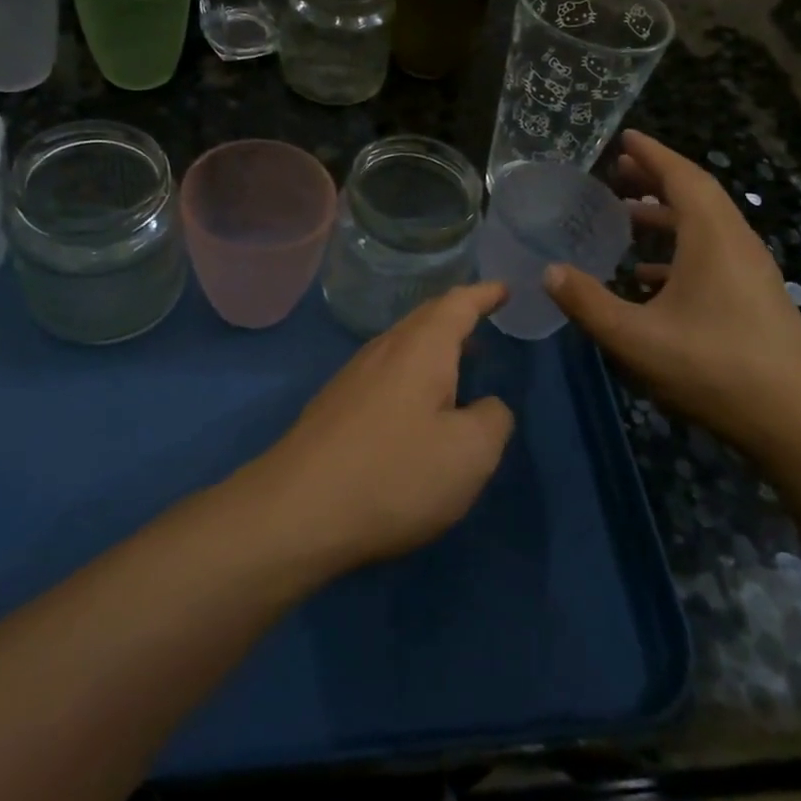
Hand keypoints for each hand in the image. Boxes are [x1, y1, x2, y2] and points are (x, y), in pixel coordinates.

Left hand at [257, 284, 513, 572]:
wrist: (296, 512)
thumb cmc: (394, 474)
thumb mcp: (469, 454)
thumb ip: (493, 420)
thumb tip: (488, 406)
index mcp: (421, 348)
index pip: (458, 304)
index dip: (484, 294)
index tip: (504, 288)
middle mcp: (384, 350)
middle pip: (425, 319)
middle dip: (456, 316)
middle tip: (484, 319)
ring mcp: (353, 377)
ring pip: (402, 346)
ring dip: (433, 347)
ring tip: (459, 361)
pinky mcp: (335, 407)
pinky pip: (385, 372)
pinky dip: (412, 373)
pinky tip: (417, 405)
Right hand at [545, 131, 800, 457]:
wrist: (798, 422)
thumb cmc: (714, 368)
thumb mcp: (636, 338)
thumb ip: (588, 303)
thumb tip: (549, 272)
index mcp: (713, 238)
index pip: (682, 177)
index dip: (651, 154)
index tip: (624, 138)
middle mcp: (736, 244)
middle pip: (695, 195)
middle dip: (655, 180)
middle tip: (615, 175)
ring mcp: (750, 272)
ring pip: (705, 227)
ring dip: (666, 216)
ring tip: (626, 217)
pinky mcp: (754, 298)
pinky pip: (712, 255)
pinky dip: (678, 250)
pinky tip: (649, 277)